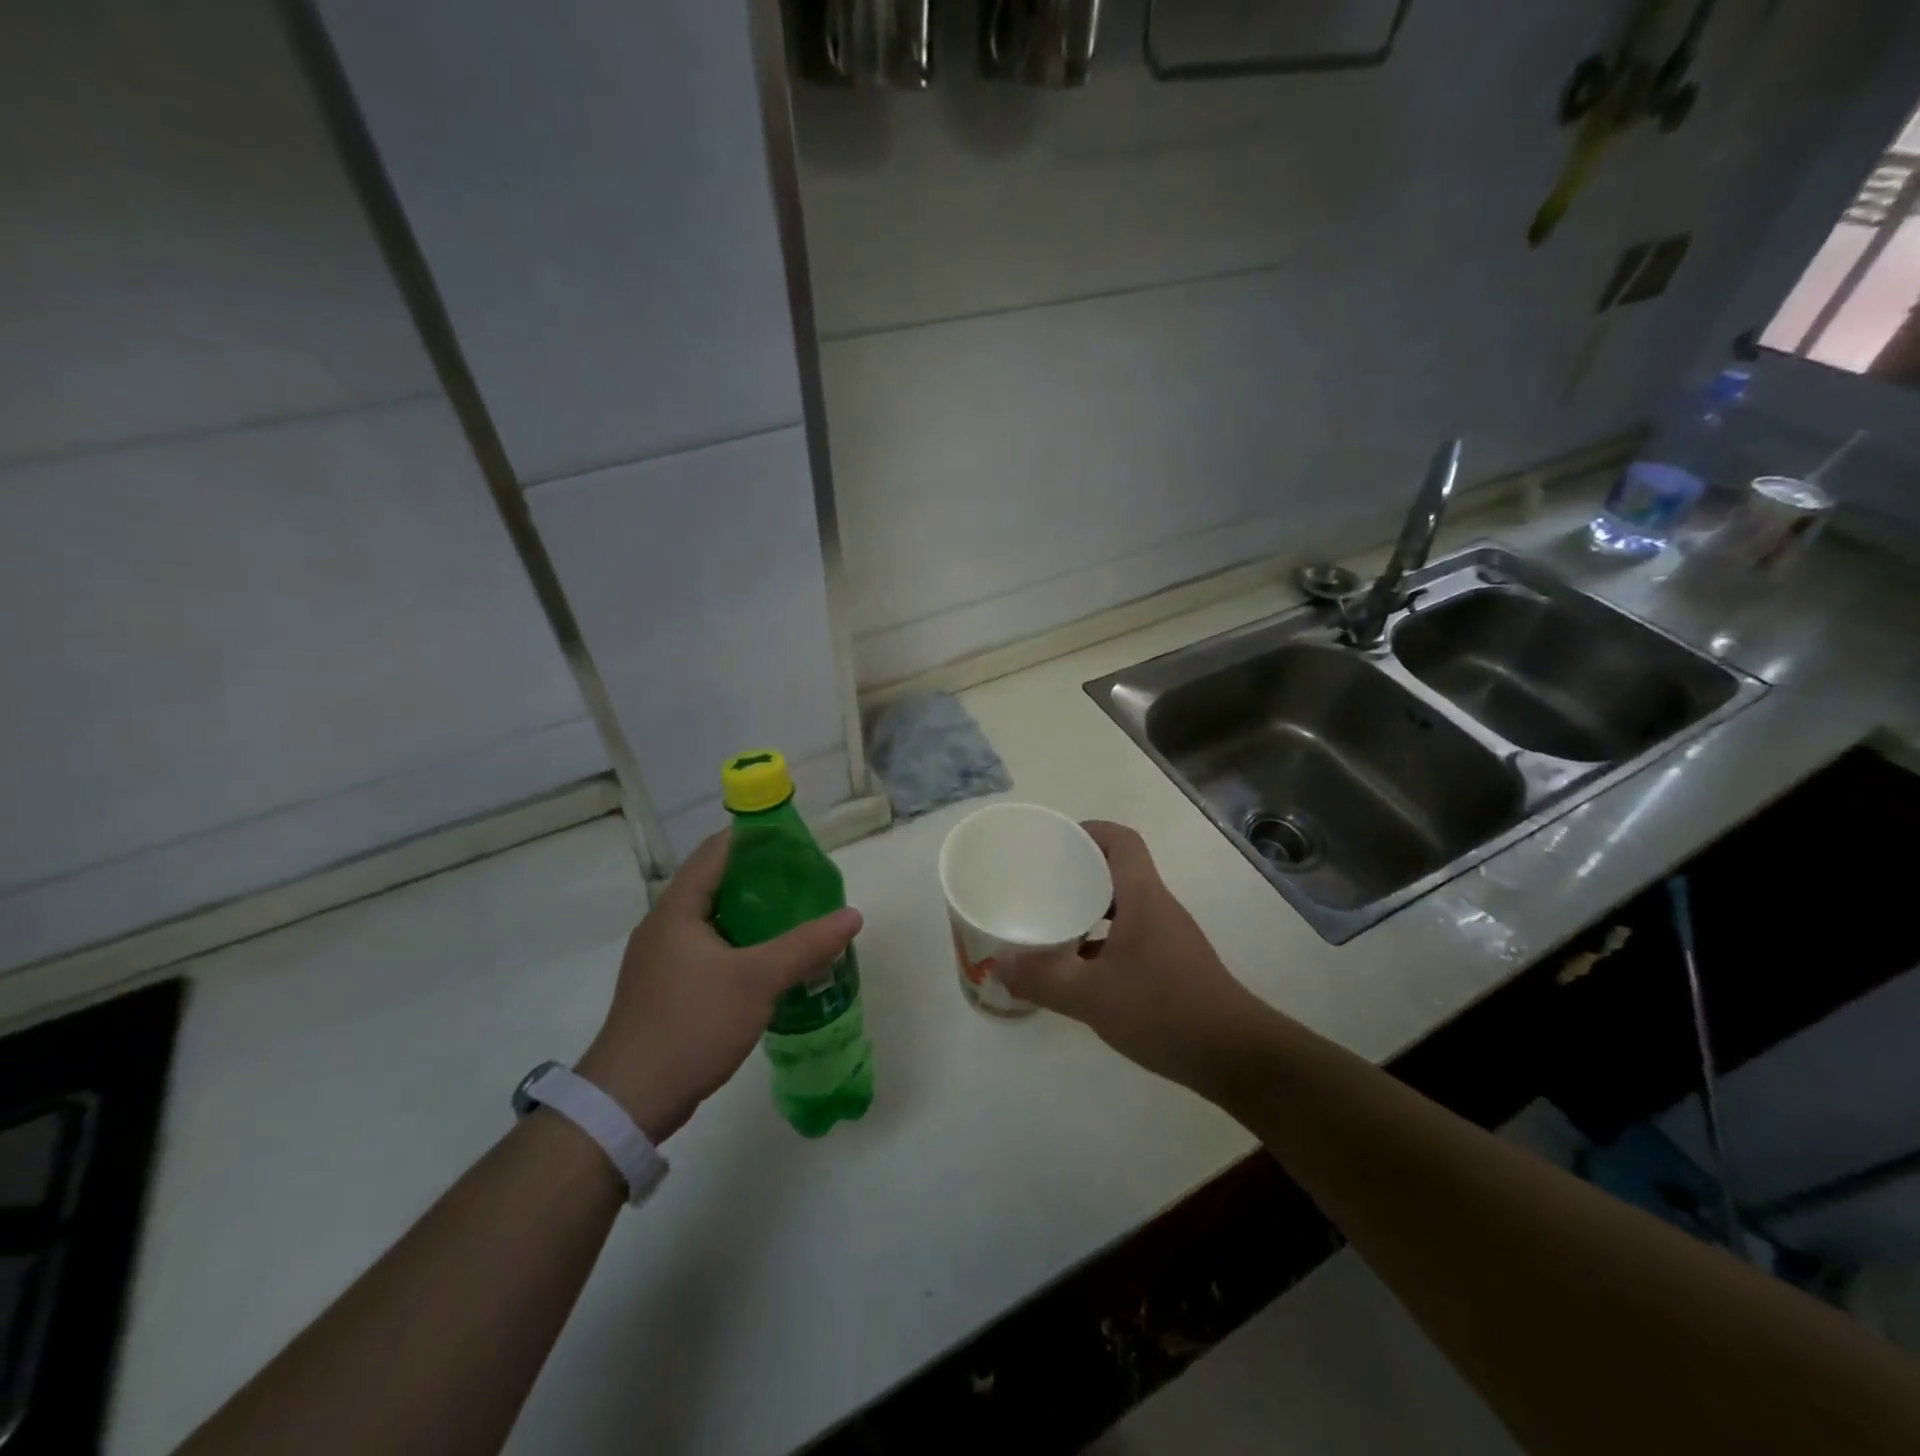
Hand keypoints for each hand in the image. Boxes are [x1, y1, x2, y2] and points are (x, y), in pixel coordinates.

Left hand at [577, 831, 860, 1142]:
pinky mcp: (665, 988)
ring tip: (795, 916)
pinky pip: (708, 949)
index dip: (755, 838)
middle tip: (804, 881)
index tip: (795, 842)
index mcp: (677, 909)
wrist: (628, 1101)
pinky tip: (768, 961)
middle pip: (715, 883)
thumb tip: (852, 915)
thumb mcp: (758, 981)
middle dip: (760, 878)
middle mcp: (664, 925)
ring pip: (713, 919)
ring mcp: (661, 959)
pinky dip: (739, 944)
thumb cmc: (691, 1024)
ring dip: (751, 914)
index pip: (717, 851)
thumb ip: (806, 945)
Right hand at [997, 821, 1269, 1096]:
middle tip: (1041, 883)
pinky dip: (1103, 939)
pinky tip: (1080, 967)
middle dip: (1080, 871)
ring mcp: (1168, 937)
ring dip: (1091, 908)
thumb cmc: (1164, 1011)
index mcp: (1143, 898)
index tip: (1054, 842)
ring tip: (1053, 921)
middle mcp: (1158, 908)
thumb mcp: (1092, 996)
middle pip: (1119, 870)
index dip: (1089, 831)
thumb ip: (1043, 978)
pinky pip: (1131, 935)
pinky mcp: (1173, 964)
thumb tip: (999, 964)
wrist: (1235, 1056)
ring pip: (1124, 906)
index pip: (1121, 841)